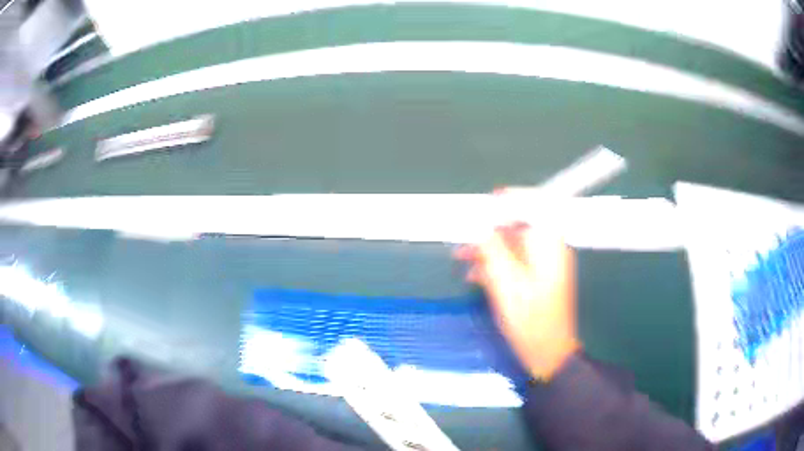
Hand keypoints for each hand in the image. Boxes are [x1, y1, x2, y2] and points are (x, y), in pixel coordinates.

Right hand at [455, 213, 579, 380]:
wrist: (547, 353)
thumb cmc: (530, 320)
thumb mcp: (506, 283)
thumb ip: (492, 249)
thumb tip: (478, 223)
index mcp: (549, 244)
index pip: (535, 204)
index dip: (510, 199)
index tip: (484, 203)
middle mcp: (550, 248)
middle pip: (520, 225)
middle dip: (491, 229)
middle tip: (463, 236)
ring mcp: (545, 264)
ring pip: (514, 244)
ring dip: (488, 248)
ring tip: (461, 257)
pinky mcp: (538, 277)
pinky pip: (516, 260)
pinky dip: (496, 264)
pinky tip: (475, 275)